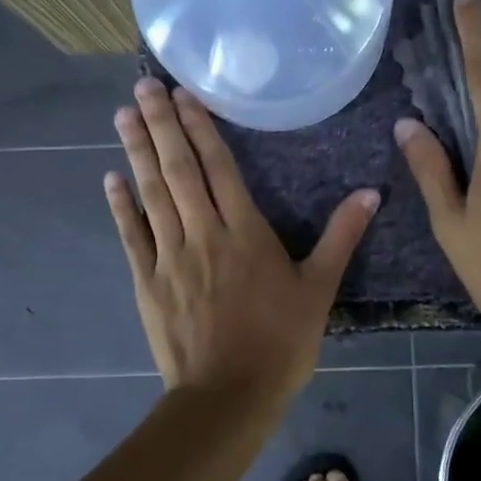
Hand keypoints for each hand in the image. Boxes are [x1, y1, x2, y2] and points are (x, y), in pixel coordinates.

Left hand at [107, 78, 378, 401]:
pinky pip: (132, 236)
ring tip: (122, 114)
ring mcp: (171, 257)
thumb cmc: (280, 342)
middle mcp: (204, 234)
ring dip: (136, 152)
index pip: (219, 168)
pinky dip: (121, 206)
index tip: (183, 94)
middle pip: (179, 170)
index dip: (200, 128)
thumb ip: (341, 238)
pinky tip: (111, 177)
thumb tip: (370, 193)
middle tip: (142, 86)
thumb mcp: (319, 290)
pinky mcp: (148, 282)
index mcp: (245, 232)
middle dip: (161, 125)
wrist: (229, 395)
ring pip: (151, 195)